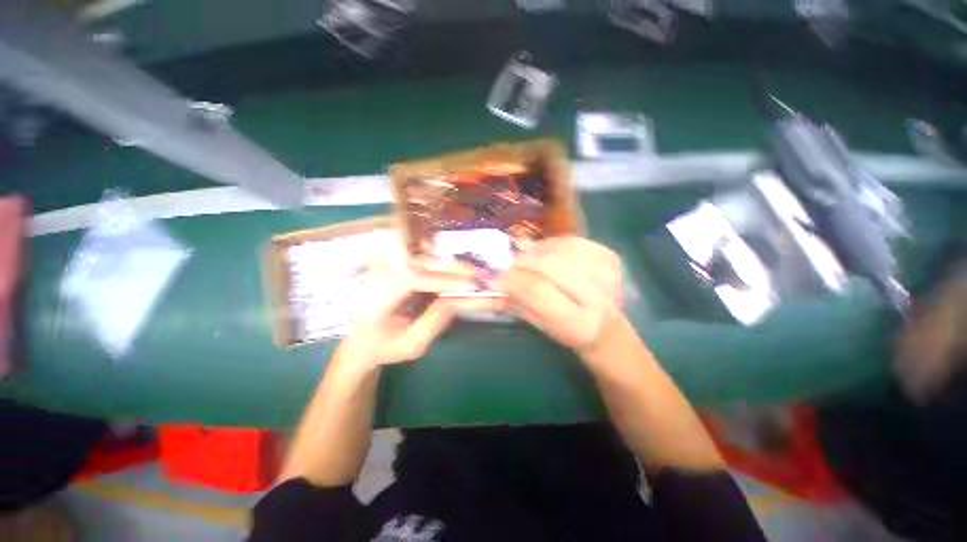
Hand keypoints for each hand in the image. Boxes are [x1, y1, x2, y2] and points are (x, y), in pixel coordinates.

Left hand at [339, 258, 485, 367]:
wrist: (362, 341)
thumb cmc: (385, 347)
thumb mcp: (411, 344)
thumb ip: (434, 322)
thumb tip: (457, 300)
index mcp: (377, 297)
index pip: (411, 279)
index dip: (443, 280)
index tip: (470, 286)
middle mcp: (381, 275)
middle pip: (421, 263)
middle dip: (453, 268)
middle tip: (480, 275)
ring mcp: (388, 267)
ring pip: (425, 259)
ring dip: (452, 266)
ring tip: (476, 273)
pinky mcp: (397, 267)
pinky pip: (424, 262)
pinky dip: (445, 266)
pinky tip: (461, 272)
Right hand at [498, 237, 623, 353]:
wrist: (607, 328)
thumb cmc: (567, 331)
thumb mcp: (539, 325)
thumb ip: (516, 302)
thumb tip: (492, 280)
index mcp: (578, 324)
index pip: (537, 290)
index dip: (512, 279)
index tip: (495, 276)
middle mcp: (598, 298)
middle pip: (550, 264)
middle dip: (523, 260)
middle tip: (510, 264)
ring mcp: (608, 273)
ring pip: (561, 248)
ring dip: (537, 250)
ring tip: (528, 259)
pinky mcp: (611, 257)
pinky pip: (573, 240)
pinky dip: (554, 243)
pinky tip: (547, 252)